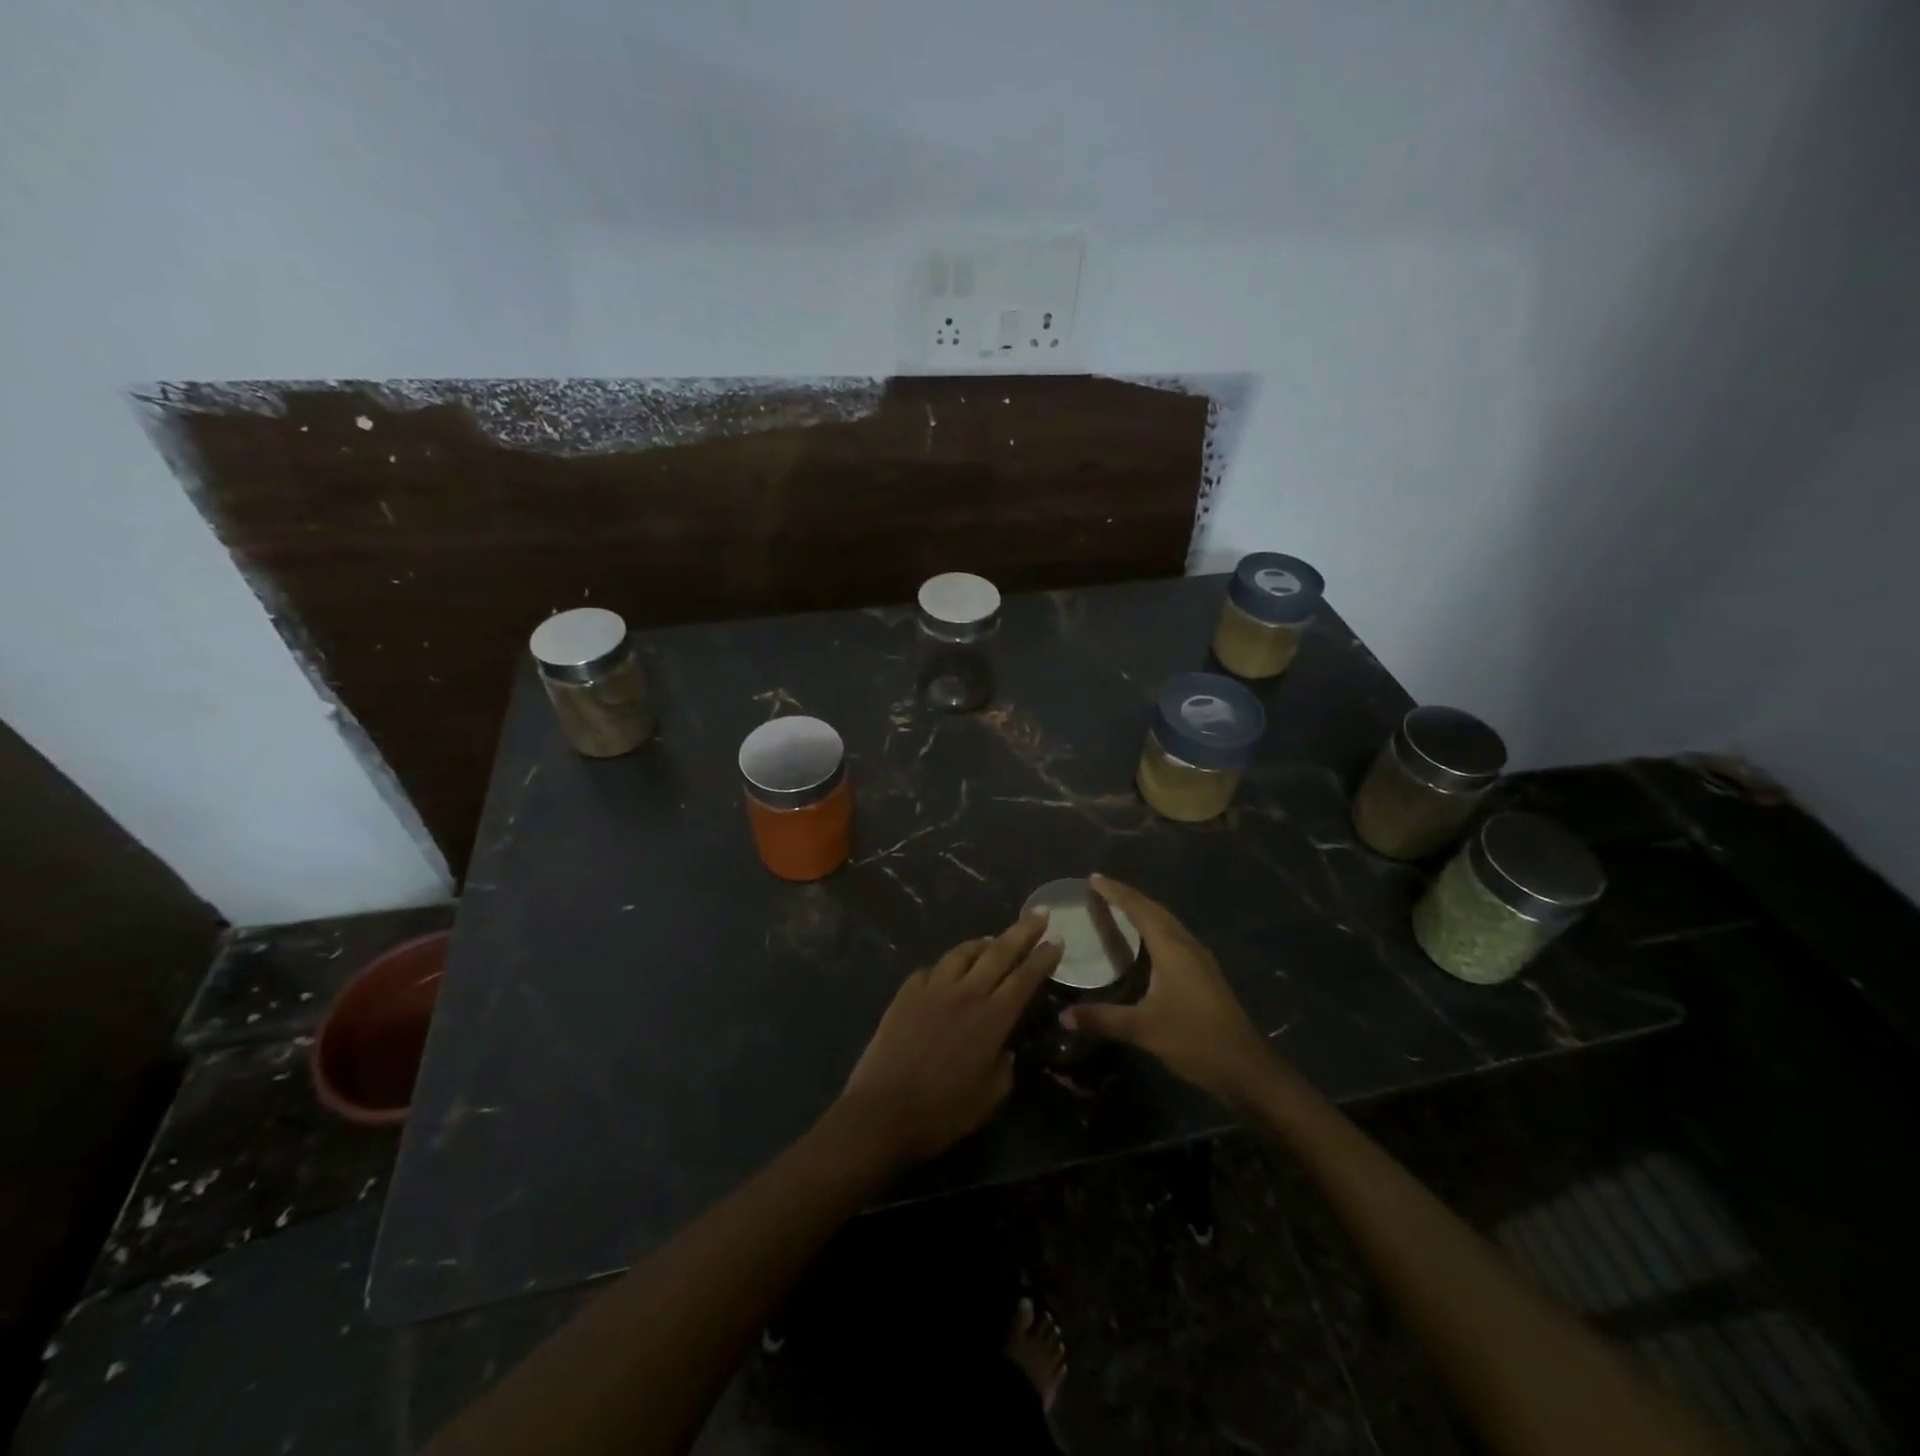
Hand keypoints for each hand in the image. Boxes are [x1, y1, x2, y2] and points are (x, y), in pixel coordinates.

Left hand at [840, 912, 1061, 1166]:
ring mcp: (932, 988)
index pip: (1025, 978)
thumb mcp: (989, 1098)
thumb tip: (1005, 1050)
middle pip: (999, 952)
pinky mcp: (906, 992)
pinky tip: (948, 971)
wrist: (881, 1111)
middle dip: (1023, 930)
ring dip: (983, 943)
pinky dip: (947, 966)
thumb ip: (1004, 1068)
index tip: (1058, 940)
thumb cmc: (941, 1113)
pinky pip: (932, 969)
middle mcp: (965, 993)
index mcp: (992, 1019)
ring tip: (993, 940)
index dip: (1043, 958)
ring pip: (963, 953)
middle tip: (1040, 914)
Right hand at [1062, 875, 1272, 1104]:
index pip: (1139, 909)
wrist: (1246, 1067)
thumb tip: (1064, 1016)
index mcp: (1172, 949)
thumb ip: (1103, 1019)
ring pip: (1168, 922)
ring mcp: (1200, 959)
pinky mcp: (1205, 973)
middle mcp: (1187, 945)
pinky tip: (1147, 941)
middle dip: (1129, 896)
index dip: (1116, 892)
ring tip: (1120, 907)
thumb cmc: (1194, 1041)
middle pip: (1155, 910)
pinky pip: (1175, 935)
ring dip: (1144, 910)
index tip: (1094, 878)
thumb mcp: (1143, 1030)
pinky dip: (1155, 927)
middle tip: (1102, 888)